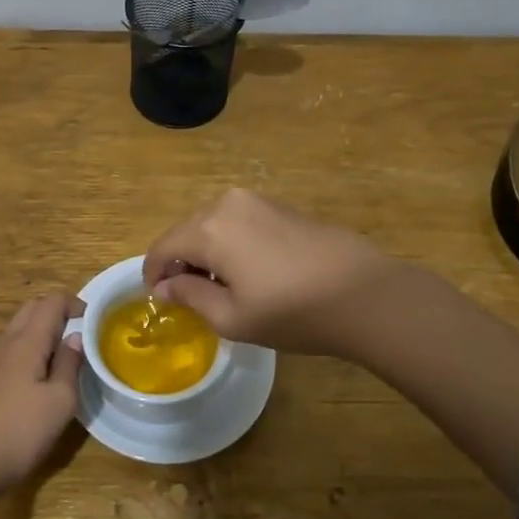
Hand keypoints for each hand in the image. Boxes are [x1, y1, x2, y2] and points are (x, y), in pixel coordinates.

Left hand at [0, 292, 84, 497]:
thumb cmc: (20, 432)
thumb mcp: (60, 401)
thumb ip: (69, 364)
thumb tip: (75, 337)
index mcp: (27, 341)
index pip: (51, 303)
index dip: (75, 303)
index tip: (94, 320)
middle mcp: (7, 343)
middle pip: (32, 309)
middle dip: (58, 311)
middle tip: (81, 332)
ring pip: (20, 328)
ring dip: (43, 330)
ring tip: (66, 353)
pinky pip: (13, 348)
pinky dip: (32, 348)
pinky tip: (43, 374)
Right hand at [141, 188, 392, 355]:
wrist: (364, 293)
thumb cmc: (292, 311)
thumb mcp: (232, 317)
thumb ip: (190, 297)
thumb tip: (165, 286)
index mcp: (209, 229)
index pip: (162, 247)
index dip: (153, 274)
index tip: (158, 300)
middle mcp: (227, 204)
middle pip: (186, 232)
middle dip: (180, 262)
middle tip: (189, 298)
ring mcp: (258, 201)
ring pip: (213, 225)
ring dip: (206, 252)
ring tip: (221, 287)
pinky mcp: (281, 206)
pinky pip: (238, 222)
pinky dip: (230, 243)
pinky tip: (251, 272)